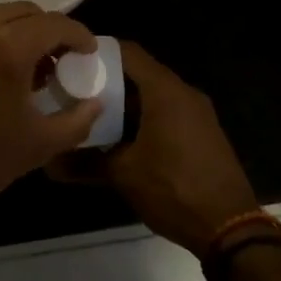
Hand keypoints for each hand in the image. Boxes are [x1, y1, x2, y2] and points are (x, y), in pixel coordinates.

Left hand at [0, 3, 102, 238]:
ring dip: (15, 33)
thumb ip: (76, 120)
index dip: (78, 35)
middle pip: (23, 12)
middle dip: (47, 31)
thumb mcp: (36, 148)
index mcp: (6, 47)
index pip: (54, 24)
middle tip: (58, 61)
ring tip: (24, 69)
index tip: (87, 52)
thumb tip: (95, 102)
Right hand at [53, 41, 257, 254]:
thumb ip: (85, 161)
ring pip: (153, 94)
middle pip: (140, 73)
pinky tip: (121, 138)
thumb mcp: (124, 174)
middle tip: (75, 91)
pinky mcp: (203, 133)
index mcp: (165, 90)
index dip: (98, 53)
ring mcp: (197, 113)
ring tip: (92, 115)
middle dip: (108, 81)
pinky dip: (144, 117)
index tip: (71, 62)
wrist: (229, 228)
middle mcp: (183, 93)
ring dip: (125, 103)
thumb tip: (50, 162)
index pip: (127, 52)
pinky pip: (168, 112)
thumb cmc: (173, 189)